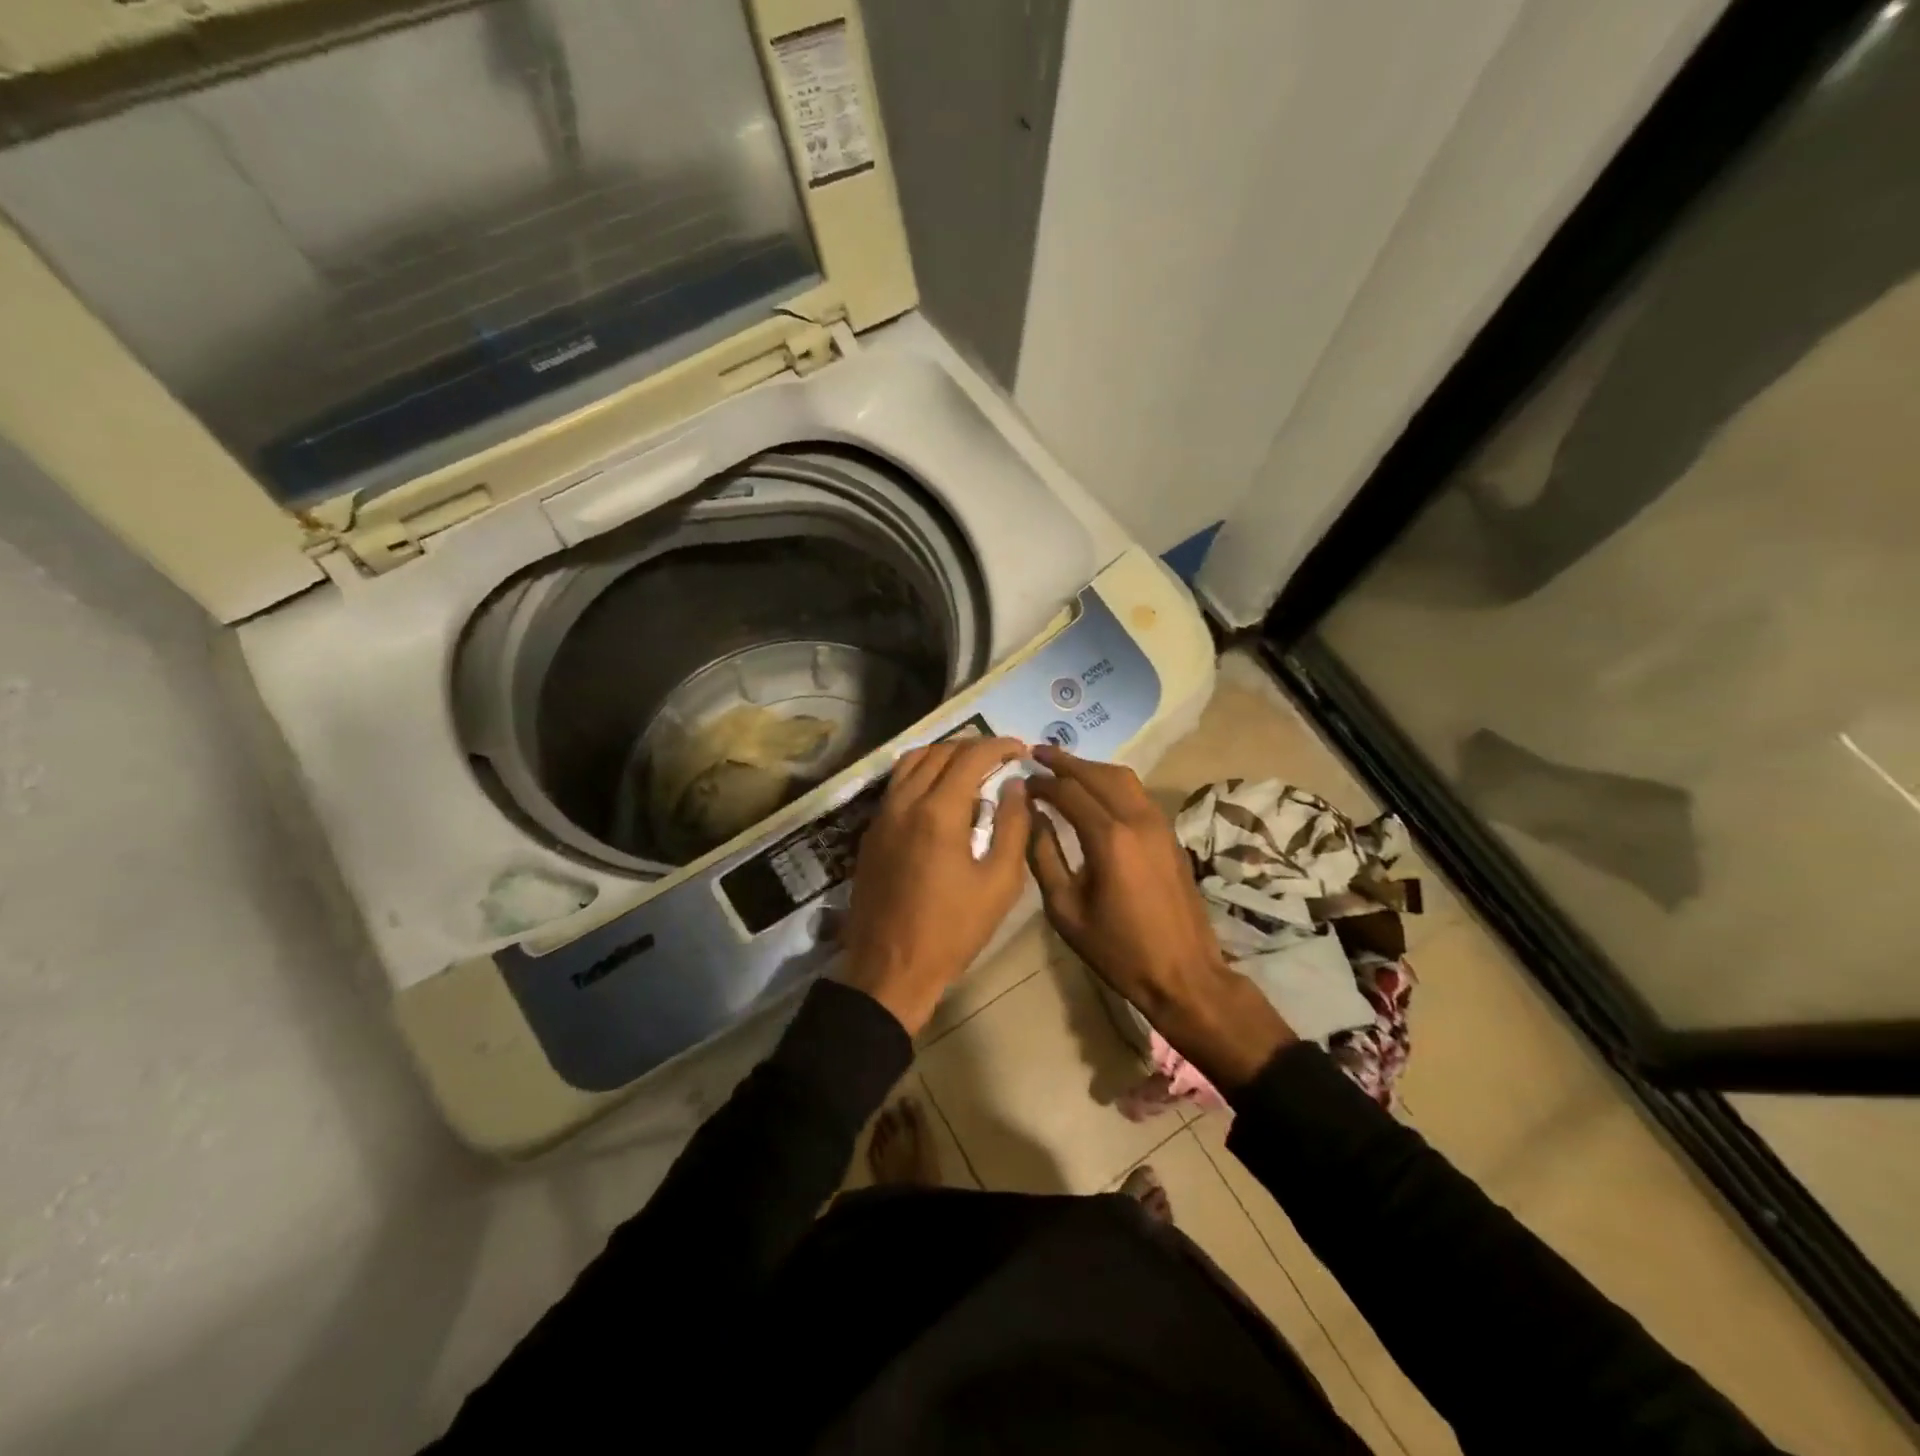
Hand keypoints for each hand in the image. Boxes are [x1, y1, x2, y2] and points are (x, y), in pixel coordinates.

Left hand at [839, 736, 1033, 1035]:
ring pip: (912, 761)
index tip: (1020, 750)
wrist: (890, 968)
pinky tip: (940, 792)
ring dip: (944, 755)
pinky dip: (922, 772)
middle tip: (1001, 758)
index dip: (999, 746)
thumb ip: (1013, 827)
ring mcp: (883, 815)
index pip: (971, 757)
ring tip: (971, 768)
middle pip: (940, 752)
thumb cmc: (952, 931)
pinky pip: (897, 783)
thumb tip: (1015, 787)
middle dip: (974, 747)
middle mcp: (905, 802)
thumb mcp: (999, 884)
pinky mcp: (871, 831)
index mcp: (939, 812)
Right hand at [1027, 745, 1294, 1088]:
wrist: (1184, 974)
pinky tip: (1094, 794)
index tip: (1021, 779)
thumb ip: (1044, 856)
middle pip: (1098, 774)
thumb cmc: (1117, 949)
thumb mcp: (1065, 909)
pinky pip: (1137, 795)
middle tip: (1036, 753)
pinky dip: (1111, 784)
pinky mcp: (1171, 835)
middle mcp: (1138, 820)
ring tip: (1063, 768)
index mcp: (1110, 838)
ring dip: (1091, 768)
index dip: (1042, 782)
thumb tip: (1033, 816)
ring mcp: (1160, 825)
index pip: (1069, 791)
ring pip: (1123, 778)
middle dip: (1065, 761)